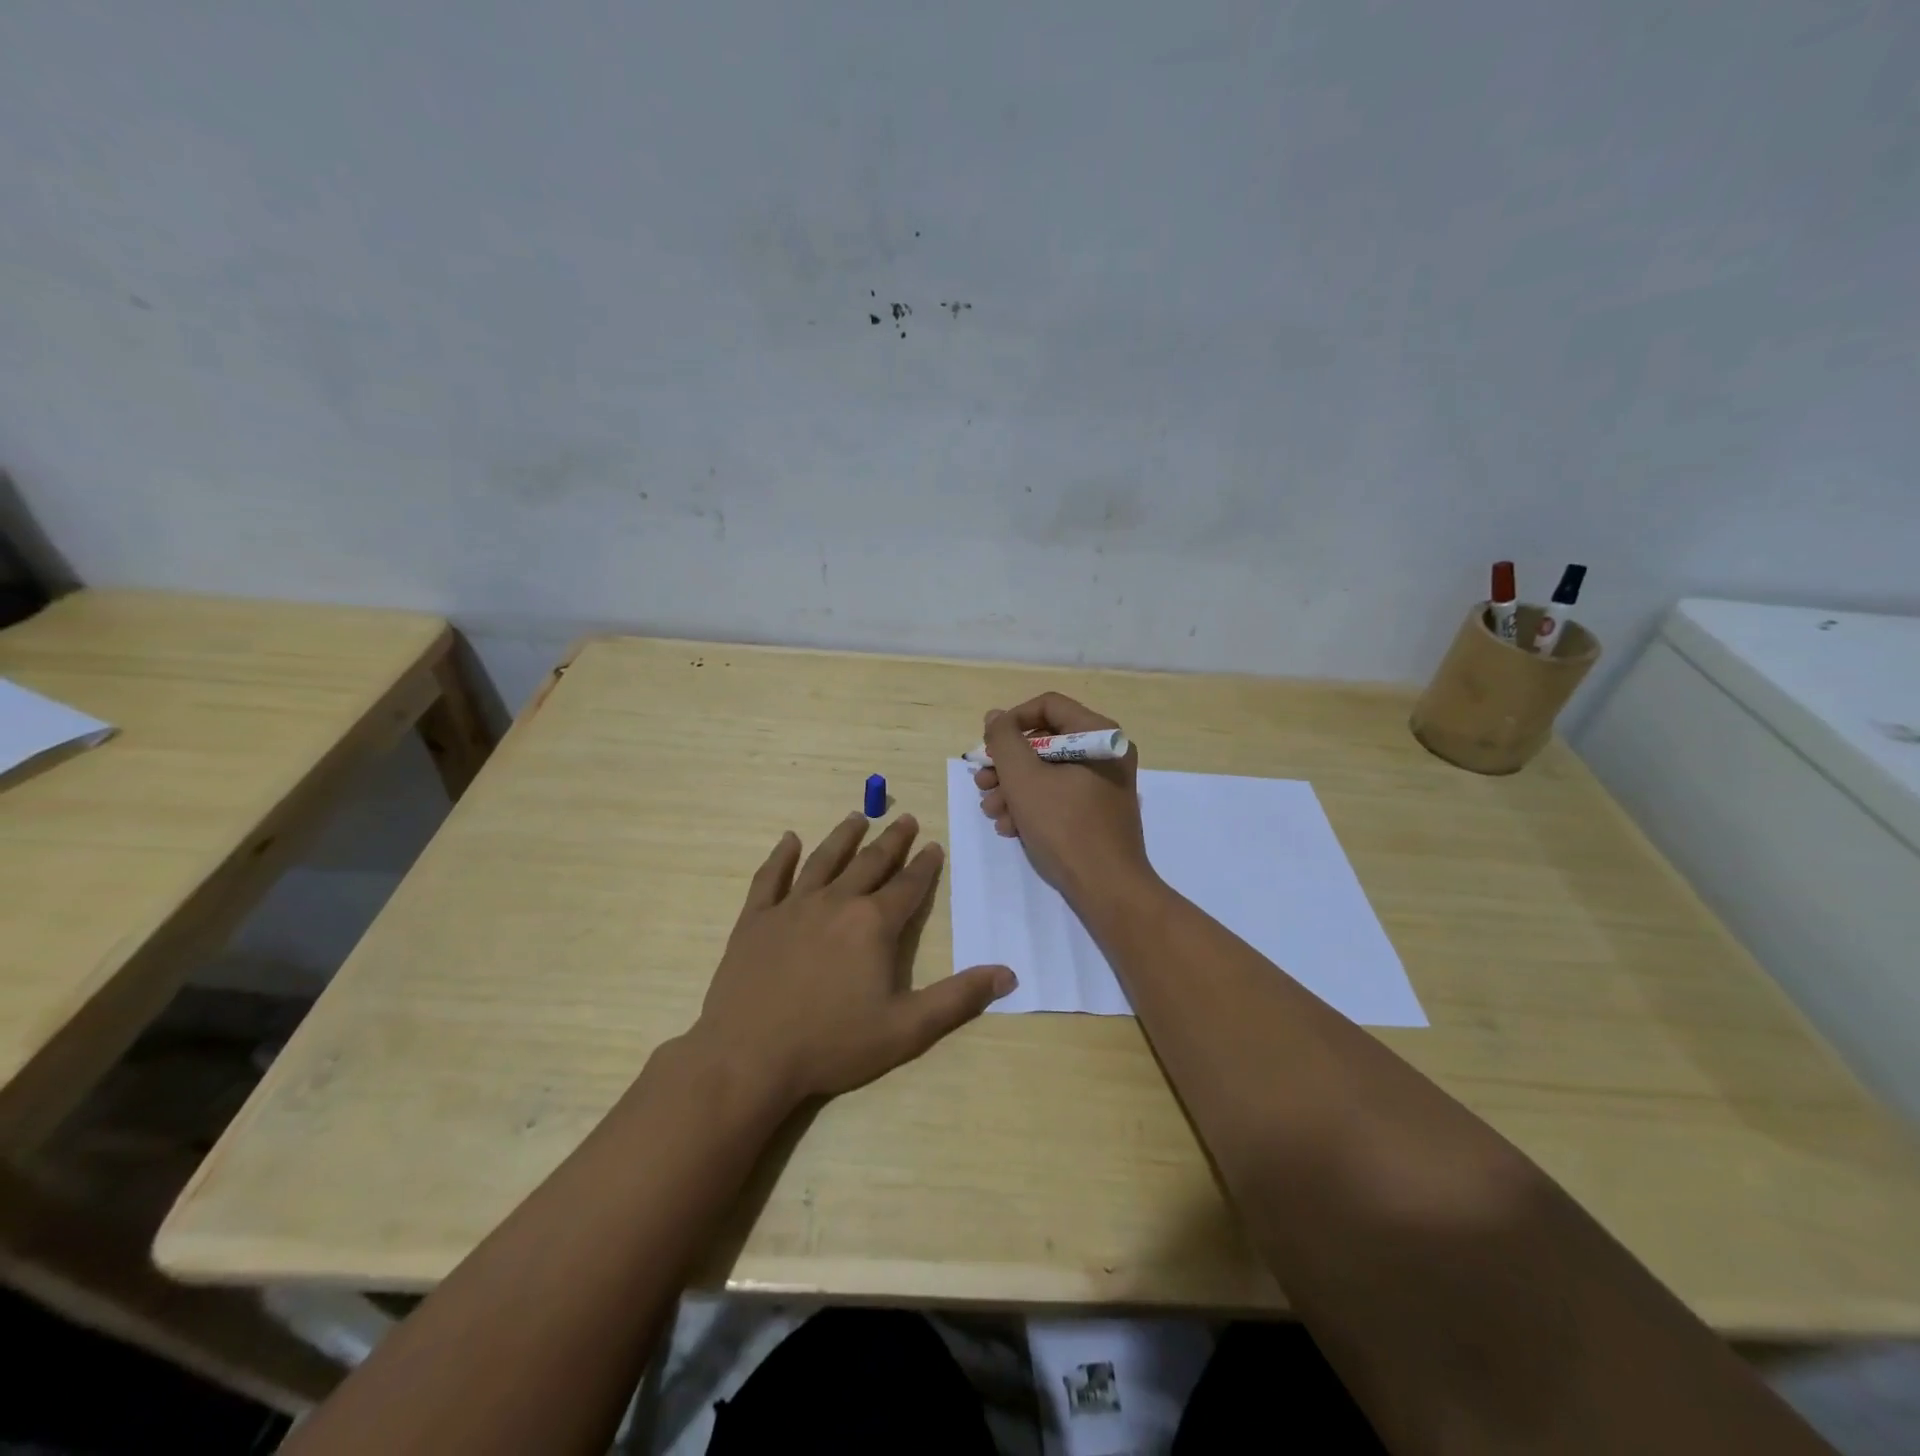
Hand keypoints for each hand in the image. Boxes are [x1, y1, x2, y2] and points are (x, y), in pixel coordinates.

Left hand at [688, 813, 1015, 1110]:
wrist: (749, 1057)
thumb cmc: (832, 1044)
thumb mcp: (906, 1029)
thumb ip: (958, 998)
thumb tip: (1008, 974)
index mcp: (873, 924)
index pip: (907, 886)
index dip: (924, 865)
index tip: (933, 846)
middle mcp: (836, 902)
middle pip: (869, 863)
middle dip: (891, 840)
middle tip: (905, 819)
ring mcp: (792, 907)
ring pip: (823, 860)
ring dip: (843, 837)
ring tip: (857, 816)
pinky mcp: (756, 919)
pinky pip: (770, 877)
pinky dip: (780, 856)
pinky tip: (788, 840)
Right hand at [974, 693, 1154, 908]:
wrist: (1108, 889)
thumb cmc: (1065, 827)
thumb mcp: (1024, 779)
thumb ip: (1004, 740)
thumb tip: (996, 717)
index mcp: (1099, 734)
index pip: (1048, 705)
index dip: (1012, 721)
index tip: (989, 747)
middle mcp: (1106, 753)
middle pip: (1045, 741)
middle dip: (1008, 764)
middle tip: (983, 784)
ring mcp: (1104, 784)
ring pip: (1048, 771)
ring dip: (1013, 789)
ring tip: (991, 811)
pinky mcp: (1098, 811)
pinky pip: (1060, 795)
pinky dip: (1033, 806)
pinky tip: (1011, 828)